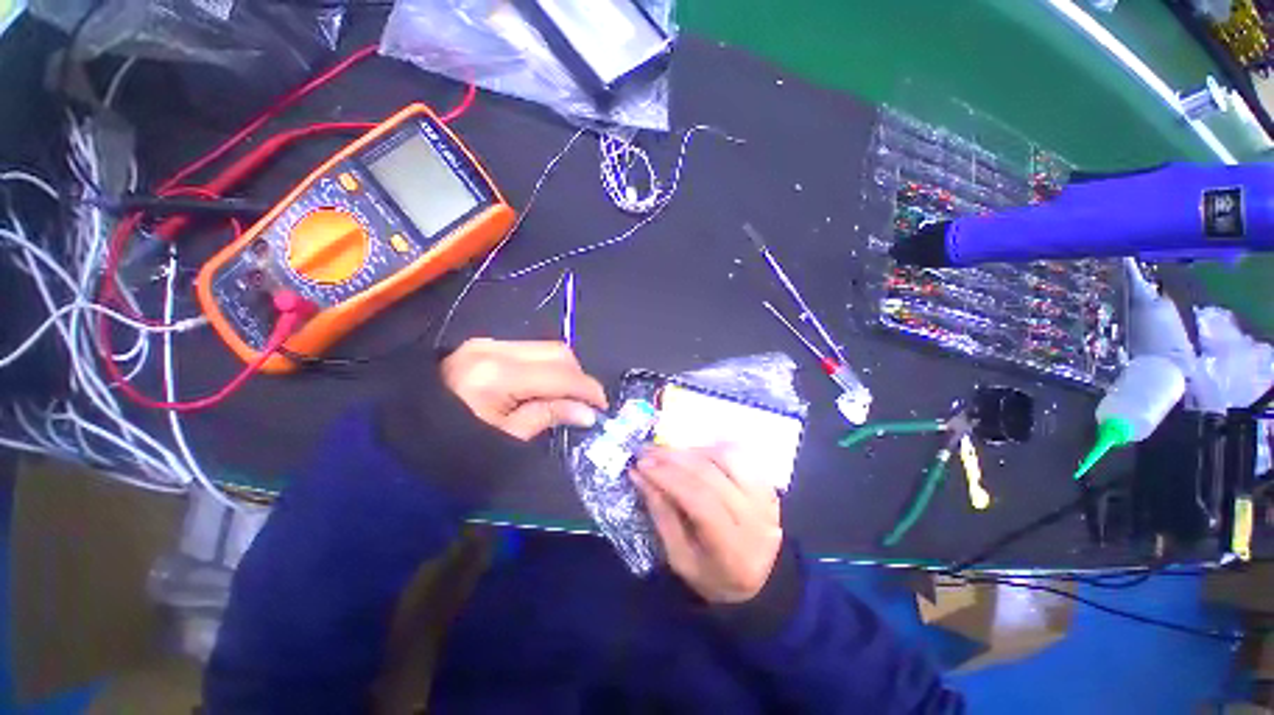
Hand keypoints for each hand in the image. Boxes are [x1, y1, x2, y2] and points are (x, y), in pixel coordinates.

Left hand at [441, 339, 607, 439]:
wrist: (403, 437)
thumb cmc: (453, 449)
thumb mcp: (506, 439)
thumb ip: (549, 416)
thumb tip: (587, 412)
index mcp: (496, 375)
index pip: (559, 374)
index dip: (587, 389)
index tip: (602, 406)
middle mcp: (493, 348)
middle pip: (557, 351)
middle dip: (579, 376)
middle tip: (586, 403)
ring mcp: (486, 343)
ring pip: (546, 347)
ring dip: (564, 370)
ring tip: (567, 396)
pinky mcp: (483, 345)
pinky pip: (529, 350)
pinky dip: (546, 366)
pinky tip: (545, 386)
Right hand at [631, 446, 782, 603]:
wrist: (764, 581)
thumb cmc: (714, 576)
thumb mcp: (680, 559)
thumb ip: (661, 516)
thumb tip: (640, 476)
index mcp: (732, 547)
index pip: (698, 499)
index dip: (668, 477)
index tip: (641, 465)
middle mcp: (754, 516)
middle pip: (709, 473)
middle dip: (672, 458)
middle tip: (646, 452)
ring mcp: (764, 496)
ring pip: (725, 456)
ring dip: (691, 450)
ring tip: (668, 453)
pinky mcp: (767, 484)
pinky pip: (738, 454)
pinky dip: (711, 449)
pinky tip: (694, 453)